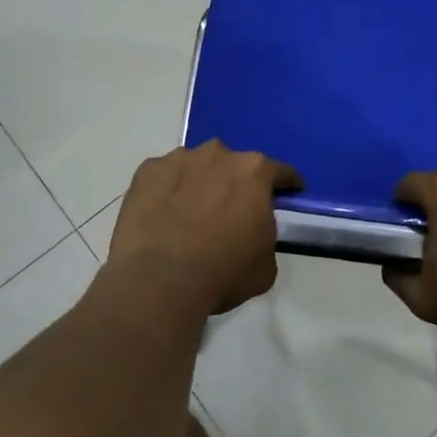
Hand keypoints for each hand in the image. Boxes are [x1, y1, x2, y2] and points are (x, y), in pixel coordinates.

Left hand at [107, 141, 302, 316]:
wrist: (159, 282)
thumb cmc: (223, 273)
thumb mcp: (266, 264)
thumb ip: (265, 234)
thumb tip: (251, 230)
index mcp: (254, 172)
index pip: (280, 171)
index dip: (288, 183)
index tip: (291, 191)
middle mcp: (218, 155)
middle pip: (234, 164)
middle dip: (236, 183)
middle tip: (231, 210)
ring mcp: (178, 159)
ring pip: (197, 166)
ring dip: (200, 183)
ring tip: (192, 213)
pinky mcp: (146, 171)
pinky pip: (164, 177)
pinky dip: (167, 190)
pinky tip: (163, 214)